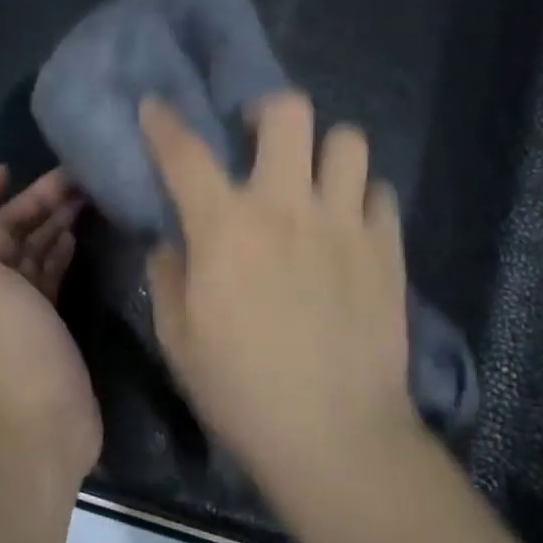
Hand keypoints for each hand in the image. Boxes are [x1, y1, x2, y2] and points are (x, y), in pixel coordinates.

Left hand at [0, 165, 100, 481]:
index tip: (9, 170)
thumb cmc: (11, 345)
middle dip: (31, 201)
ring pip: (29, 250)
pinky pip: (48, 274)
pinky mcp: (44, 322)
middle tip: (72, 177)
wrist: (43, 425)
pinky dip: (59, 252)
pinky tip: (77, 236)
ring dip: (50, 222)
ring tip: (85, 197)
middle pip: (3, 230)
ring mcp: (15, 306)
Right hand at [139, 92, 422, 479]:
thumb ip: (168, 276)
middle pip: (290, 114)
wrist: (334, 436)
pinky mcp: (387, 250)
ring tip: (312, 179)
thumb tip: (174, 243)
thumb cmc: (241, 390)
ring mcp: (345, 224)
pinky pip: (381, 194)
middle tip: (258, 138)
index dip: (164, 122)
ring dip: (324, 151)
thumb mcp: (178, 337)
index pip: (185, 152)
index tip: (155, 105)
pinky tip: (349, 223)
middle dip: (268, 112)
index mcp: (226, 227)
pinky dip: (362, 197)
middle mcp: (287, 207)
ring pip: (349, 141)